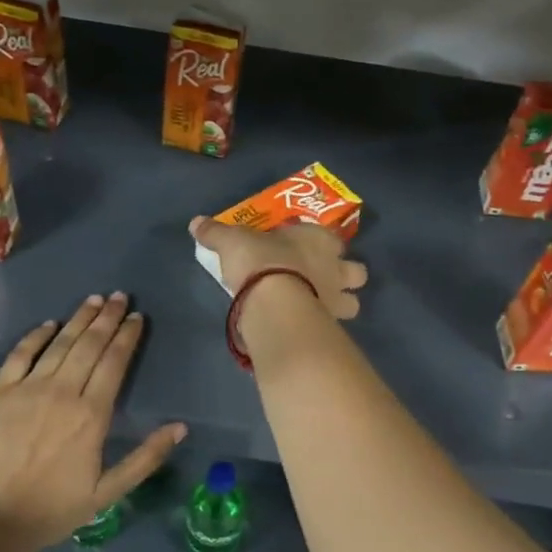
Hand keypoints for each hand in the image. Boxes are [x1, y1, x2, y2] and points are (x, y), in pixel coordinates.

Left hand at [0, 293, 185, 551]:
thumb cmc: (55, 509)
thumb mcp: (109, 492)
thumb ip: (146, 458)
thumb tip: (180, 428)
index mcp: (92, 414)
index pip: (114, 362)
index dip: (127, 336)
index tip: (136, 317)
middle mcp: (63, 392)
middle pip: (89, 345)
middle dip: (107, 317)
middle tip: (119, 296)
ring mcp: (29, 389)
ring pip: (60, 344)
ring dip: (79, 319)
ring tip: (94, 300)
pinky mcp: (1, 394)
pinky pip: (20, 355)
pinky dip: (36, 336)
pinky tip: (49, 324)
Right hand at [188, 216, 368, 333]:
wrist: (275, 302)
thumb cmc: (260, 261)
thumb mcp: (231, 241)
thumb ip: (216, 232)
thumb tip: (195, 222)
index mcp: (319, 240)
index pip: (332, 238)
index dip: (324, 244)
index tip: (310, 249)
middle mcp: (336, 268)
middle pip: (357, 272)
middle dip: (346, 276)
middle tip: (324, 281)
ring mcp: (337, 300)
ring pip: (353, 303)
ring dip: (342, 305)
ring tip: (319, 308)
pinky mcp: (330, 327)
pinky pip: (335, 328)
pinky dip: (325, 328)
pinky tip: (307, 329)